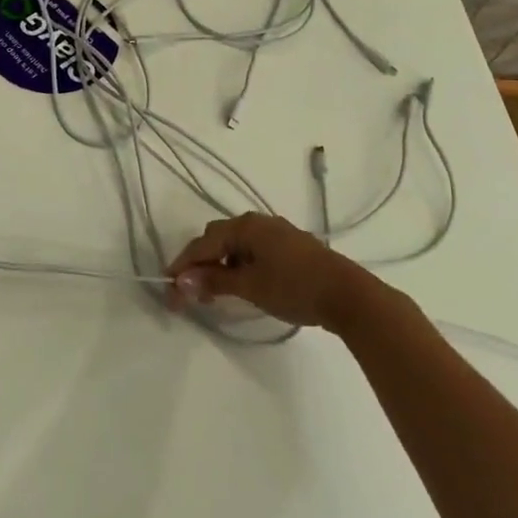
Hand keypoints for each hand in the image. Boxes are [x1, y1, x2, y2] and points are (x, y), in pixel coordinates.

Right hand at [166, 212, 382, 333]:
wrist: (348, 295)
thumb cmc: (295, 287)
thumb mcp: (249, 286)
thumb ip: (214, 282)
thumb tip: (181, 282)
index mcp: (245, 226)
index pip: (203, 243)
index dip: (183, 266)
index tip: (169, 290)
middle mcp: (258, 222)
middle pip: (217, 239)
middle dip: (200, 264)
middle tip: (192, 293)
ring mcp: (276, 233)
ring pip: (235, 245)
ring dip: (220, 266)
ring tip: (215, 293)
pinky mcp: (290, 247)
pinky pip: (253, 251)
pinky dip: (239, 266)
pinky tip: (241, 285)